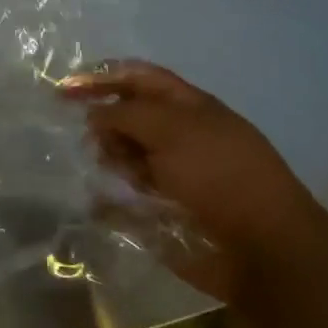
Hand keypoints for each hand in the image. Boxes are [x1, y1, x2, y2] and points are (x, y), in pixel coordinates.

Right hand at [62, 60, 319, 299]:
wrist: (263, 250)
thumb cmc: (220, 176)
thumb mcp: (172, 129)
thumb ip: (126, 114)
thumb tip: (95, 116)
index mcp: (188, 106)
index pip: (137, 78)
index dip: (101, 78)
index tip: (64, 91)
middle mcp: (179, 136)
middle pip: (127, 117)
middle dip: (105, 125)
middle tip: (99, 145)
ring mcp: (172, 176)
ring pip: (124, 157)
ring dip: (112, 161)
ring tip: (120, 178)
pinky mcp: (164, 213)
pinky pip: (124, 200)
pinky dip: (109, 201)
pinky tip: (102, 205)